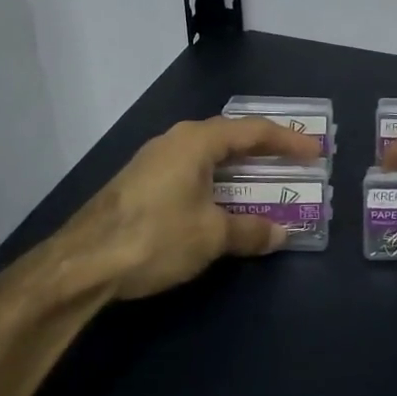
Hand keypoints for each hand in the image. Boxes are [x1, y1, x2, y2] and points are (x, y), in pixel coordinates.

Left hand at [12, 116, 320, 306]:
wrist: (80, 264)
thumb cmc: (155, 236)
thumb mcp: (211, 236)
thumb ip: (250, 230)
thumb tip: (281, 233)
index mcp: (196, 141)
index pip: (253, 131)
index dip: (288, 140)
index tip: (316, 151)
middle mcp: (175, 141)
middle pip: (230, 138)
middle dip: (264, 151)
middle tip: (293, 163)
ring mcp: (153, 161)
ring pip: (208, 156)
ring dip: (238, 169)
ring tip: (263, 182)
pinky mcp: (139, 184)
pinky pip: (191, 172)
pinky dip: (216, 182)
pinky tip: (221, 203)